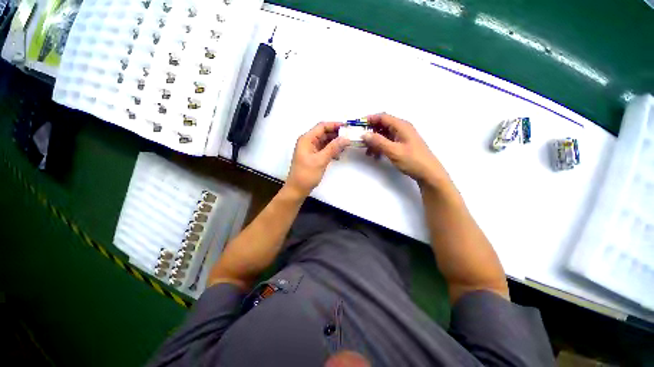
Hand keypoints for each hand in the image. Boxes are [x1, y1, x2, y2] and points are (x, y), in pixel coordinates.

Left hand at [285, 122, 349, 197]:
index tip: (347, 128)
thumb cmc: (307, 174)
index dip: (335, 125)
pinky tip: (338, 156)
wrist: (297, 189)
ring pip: (325, 142)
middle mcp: (308, 141)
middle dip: (336, 135)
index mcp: (307, 139)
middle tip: (349, 138)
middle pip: (324, 133)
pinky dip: (331, 151)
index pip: (322, 126)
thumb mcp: (321, 160)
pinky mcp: (313, 156)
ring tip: (346, 147)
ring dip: (335, 143)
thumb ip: (333, 148)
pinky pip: (324, 149)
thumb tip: (346, 138)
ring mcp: (311, 149)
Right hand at [363, 113, 448, 185]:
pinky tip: (376, 156)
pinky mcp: (402, 145)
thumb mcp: (393, 151)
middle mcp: (402, 128)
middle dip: (371, 133)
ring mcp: (402, 137)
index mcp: (401, 126)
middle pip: (382, 125)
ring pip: (384, 135)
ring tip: (368, 153)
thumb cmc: (412, 160)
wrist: (428, 173)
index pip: (382, 117)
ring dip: (374, 142)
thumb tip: (364, 134)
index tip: (358, 125)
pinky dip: (380, 147)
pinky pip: (388, 142)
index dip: (369, 119)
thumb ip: (378, 141)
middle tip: (361, 141)